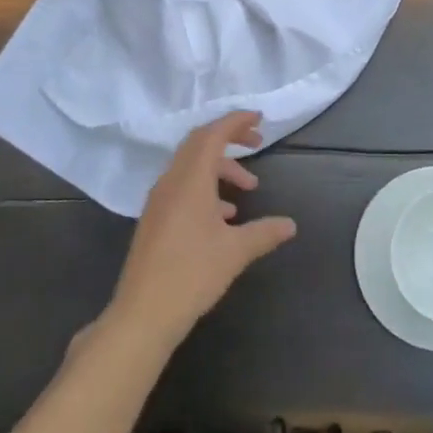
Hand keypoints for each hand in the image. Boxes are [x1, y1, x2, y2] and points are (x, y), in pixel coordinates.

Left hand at [107, 111, 296, 349]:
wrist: (142, 314)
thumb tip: (290, 225)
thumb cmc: (192, 275)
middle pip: (199, 143)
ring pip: (191, 166)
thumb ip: (264, 232)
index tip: (258, 118)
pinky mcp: (154, 218)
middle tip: (257, 143)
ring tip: (247, 189)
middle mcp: (171, 181)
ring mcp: (159, 200)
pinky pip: (182, 186)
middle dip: (229, 138)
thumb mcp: (235, 252)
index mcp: (190, 180)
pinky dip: (205, 187)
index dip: (235, 121)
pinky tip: (223, 216)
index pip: (212, 134)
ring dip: (220, 168)